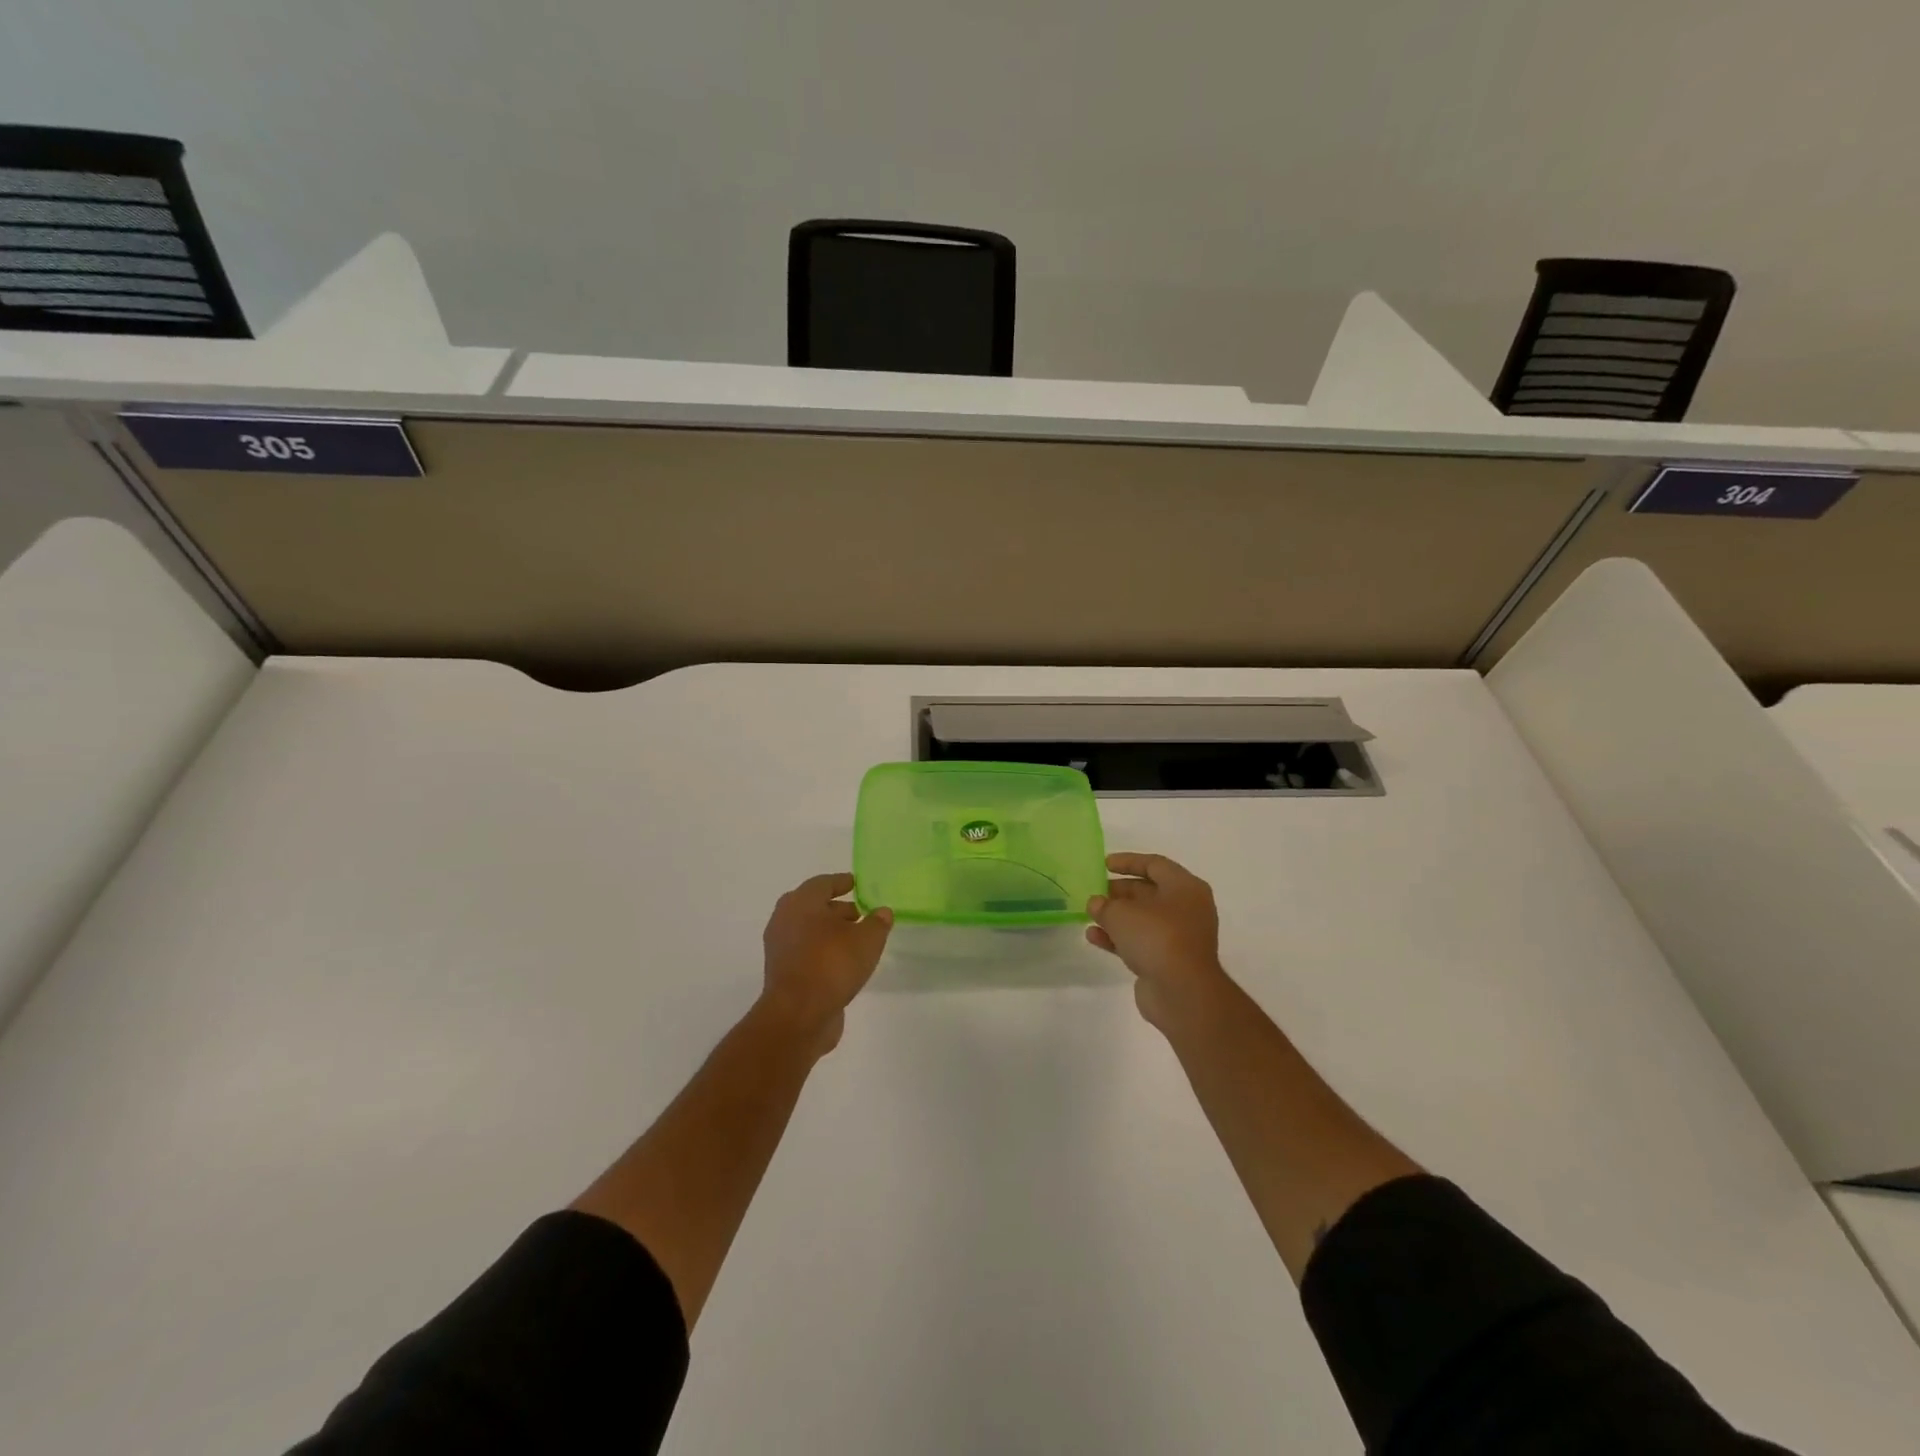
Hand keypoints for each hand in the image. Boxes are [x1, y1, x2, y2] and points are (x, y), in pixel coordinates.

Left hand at [760, 873, 892, 1055]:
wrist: (798, 1015)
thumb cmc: (832, 964)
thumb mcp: (867, 940)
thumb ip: (877, 922)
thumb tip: (882, 912)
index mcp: (801, 903)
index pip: (823, 883)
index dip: (841, 882)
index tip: (856, 883)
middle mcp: (785, 920)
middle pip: (813, 907)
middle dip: (837, 908)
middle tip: (860, 913)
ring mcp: (780, 948)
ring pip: (809, 931)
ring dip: (830, 932)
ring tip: (857, 940)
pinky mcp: (783, 973)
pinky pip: (806, 952)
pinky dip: (823, 951)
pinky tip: (844, 962)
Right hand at [1087, 853, 1231, 1030]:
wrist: (1182, 992)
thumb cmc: (1157, 937)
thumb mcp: (1122, 913)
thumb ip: (1104, 904)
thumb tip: (1096, 903)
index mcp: (1185, 887)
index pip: (1155, 864)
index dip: (1128, 862)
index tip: (1104, 864)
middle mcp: (1187, 909)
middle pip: (1149, 892)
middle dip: (1120, 891)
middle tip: (1096, 891)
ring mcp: (1179, 937)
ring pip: (1143, 919)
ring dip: (1116, 916)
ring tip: (1090, 914)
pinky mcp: (1169, 961)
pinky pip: (1141, 942)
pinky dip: (1119, 938)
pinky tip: (1094, 937)